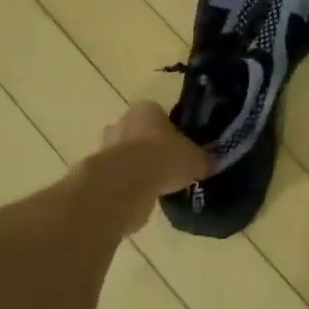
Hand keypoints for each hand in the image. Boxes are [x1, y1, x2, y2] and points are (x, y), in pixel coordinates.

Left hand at [90, 102, 210, 231]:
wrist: (125, 185)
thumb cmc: (163, 159)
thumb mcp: (195, 159)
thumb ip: (202, 160)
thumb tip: (211, 164)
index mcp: (146, 109)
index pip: (160, 115)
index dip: (171, 131)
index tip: (181, 148)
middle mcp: (123, 122)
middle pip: (139, 133)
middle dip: (150, 148)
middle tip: (169, 167)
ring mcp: (106, 147)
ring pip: (126, 156)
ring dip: (138, 169)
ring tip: (158, 186)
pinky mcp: (97, 174)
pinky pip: (118, 178)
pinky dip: (129, 187)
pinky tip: (144, 199)